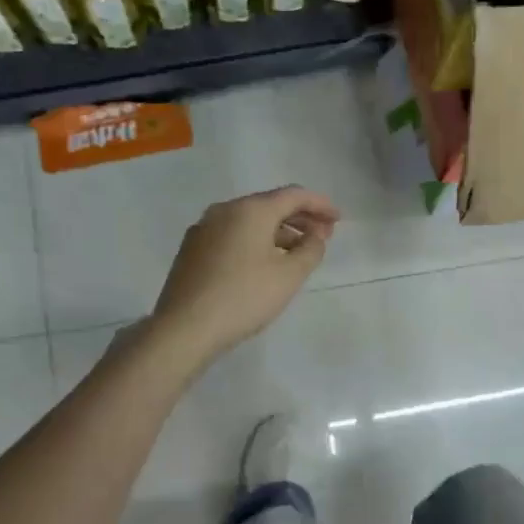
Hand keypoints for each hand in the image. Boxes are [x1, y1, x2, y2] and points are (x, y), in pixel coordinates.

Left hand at [149, 186, 338, 367]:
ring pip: (249, 221)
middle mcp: (224, 210)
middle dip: (299, 218)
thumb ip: (310, 250)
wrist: (185, 327)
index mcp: (250, 210)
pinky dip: (255, 241)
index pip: (293, 196)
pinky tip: (264, 263)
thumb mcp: (289, 276)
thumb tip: (316, 236)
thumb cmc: (244, 298)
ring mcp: (204, 229)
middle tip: (323, 236)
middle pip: (269, 205)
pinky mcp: (192, 250)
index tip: (338, 219)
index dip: (320, 204)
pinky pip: (232, 235)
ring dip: (278, 232)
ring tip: (297, 253)